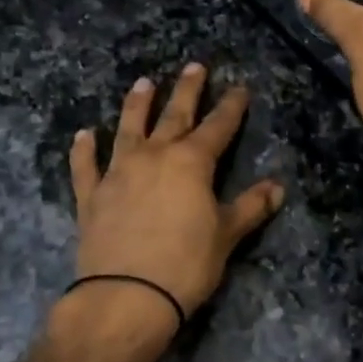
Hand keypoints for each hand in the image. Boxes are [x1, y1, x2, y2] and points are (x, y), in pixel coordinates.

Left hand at [65, 66, 283, 356]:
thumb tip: (278, 187)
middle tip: (194, 66)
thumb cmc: (186, 264)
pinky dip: (84, 150)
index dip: (231, 106)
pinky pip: (86, 166)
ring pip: (128, 129)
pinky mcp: (91, 195)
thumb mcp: (226, 236)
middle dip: (187, 90)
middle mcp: (154, 156)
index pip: (217, 127)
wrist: (126, 296)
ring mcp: (118, 172)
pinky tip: (84, 134)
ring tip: (143, 83)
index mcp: (191, 163)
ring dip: (136, 105)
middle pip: (174, 115)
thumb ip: (250, 207)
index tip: (239, 87)